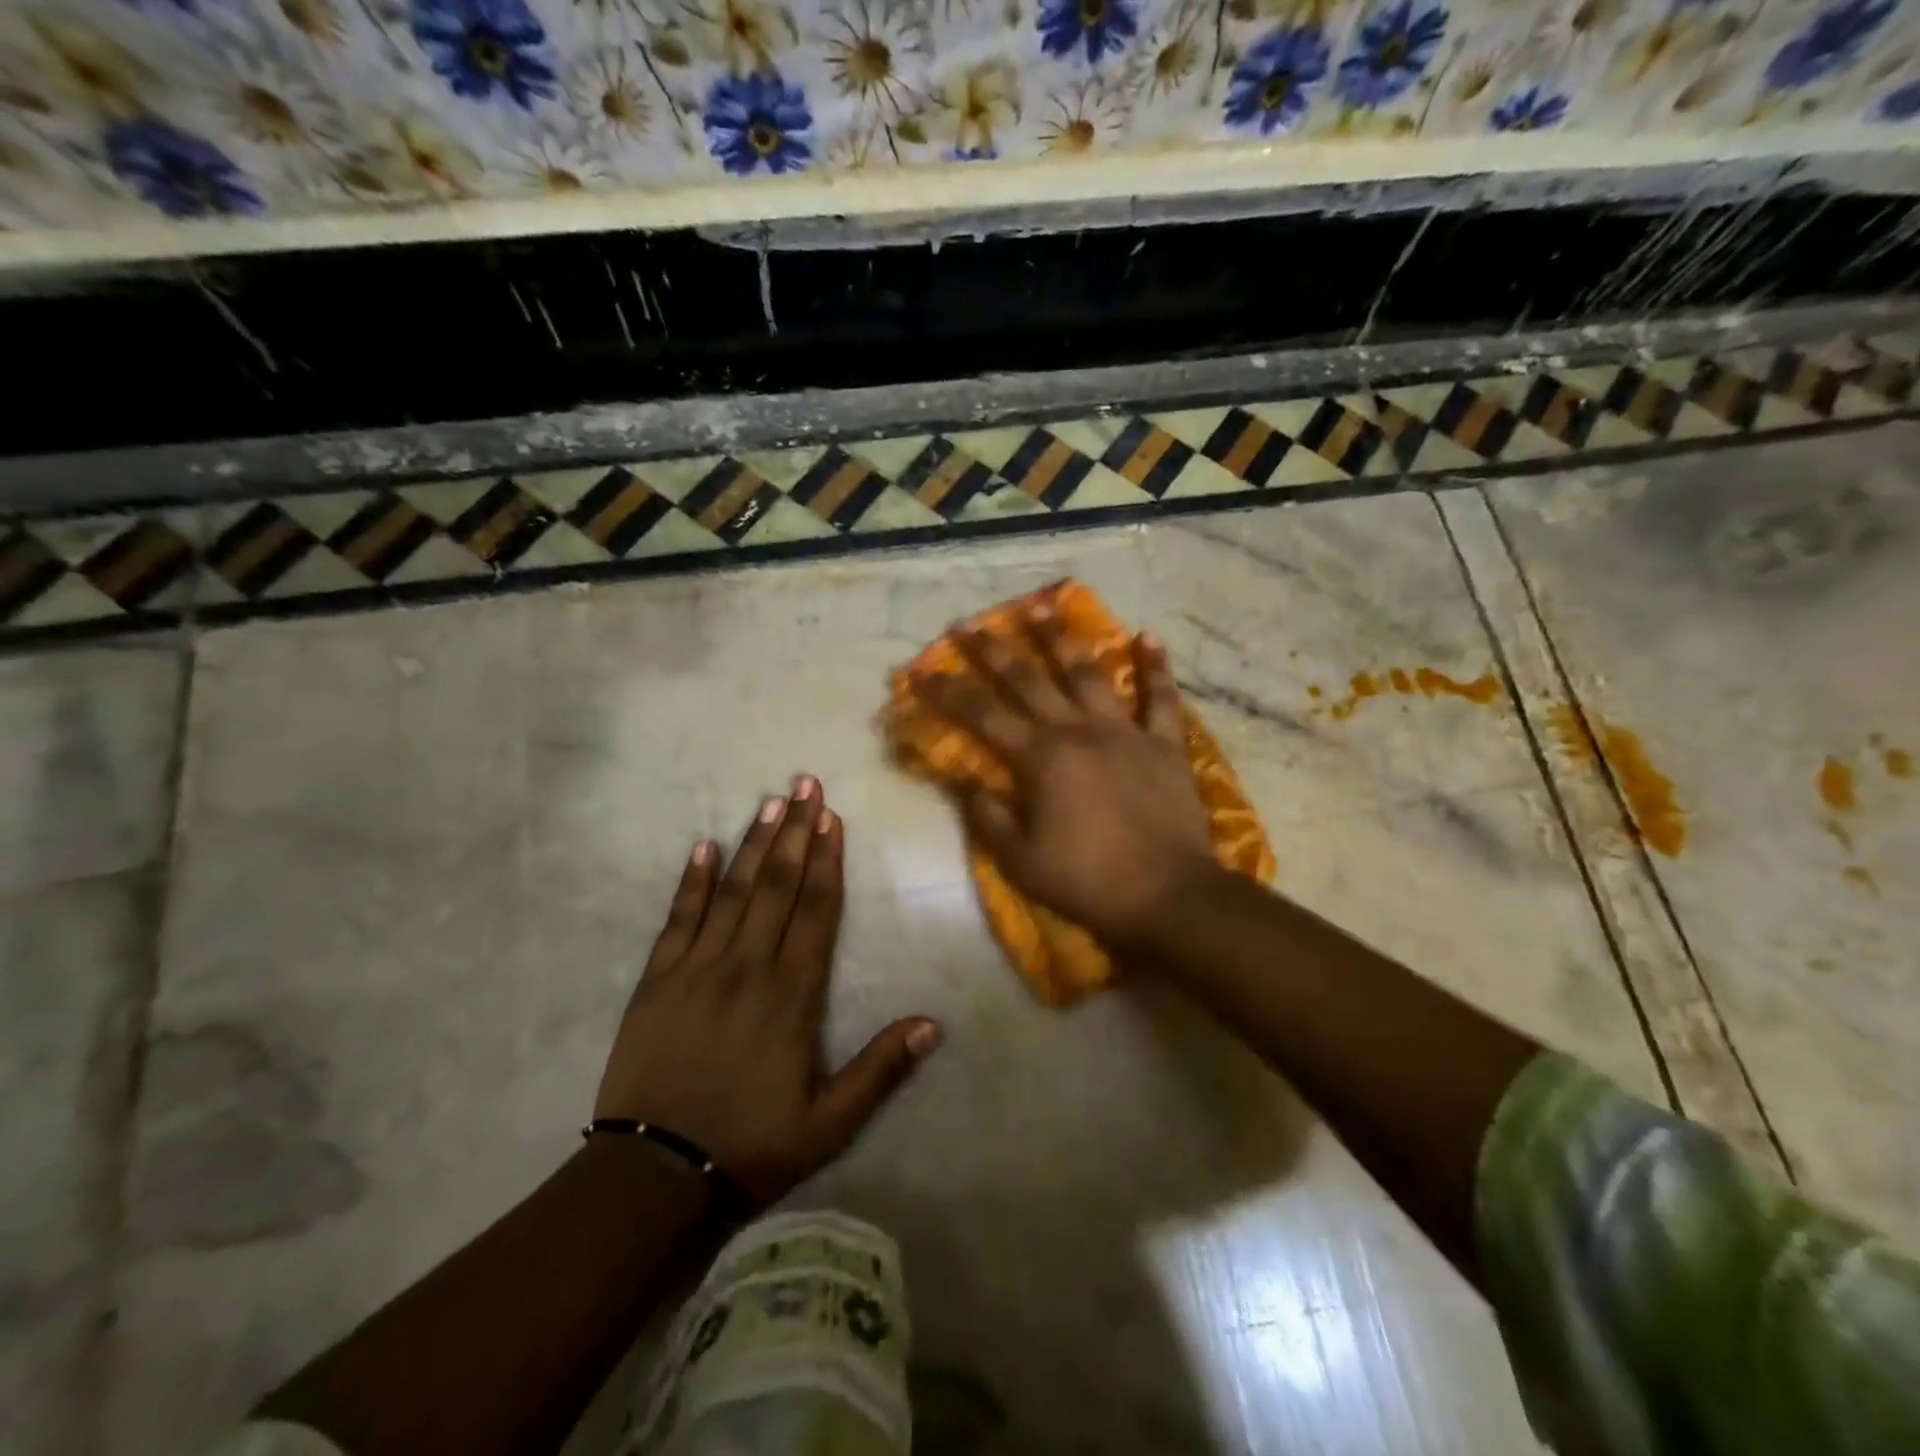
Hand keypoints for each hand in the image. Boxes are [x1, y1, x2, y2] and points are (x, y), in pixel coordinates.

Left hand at [594, 779, 940, 1208]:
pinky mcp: (657, 980)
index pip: (816, 910)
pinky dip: (692, 881)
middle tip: (804, 783)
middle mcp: (748, 967)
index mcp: (792, 994)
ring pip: (732, 891)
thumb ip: (880, 1069)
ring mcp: (697, 968)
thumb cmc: (750, 1146)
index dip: (827, 860)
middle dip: (794, 831)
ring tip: (769, 801)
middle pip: (776, 885)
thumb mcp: (830, 1122)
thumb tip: (934, 1024)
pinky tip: (702, 847)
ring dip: (753, 843)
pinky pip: (678, 919)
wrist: (653, 1177)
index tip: (832, 817)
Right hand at [909, 604, 1215, 949]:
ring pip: (1089, 674)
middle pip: (1029, 680)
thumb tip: (962, 782)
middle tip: (970, 623)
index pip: (982, 716)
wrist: (1169, 895)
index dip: (949, 692)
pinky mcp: (1165, 744)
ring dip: (1063, 639)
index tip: (922, 670)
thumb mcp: (1021, 860)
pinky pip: (1161, 699)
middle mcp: (1079, 731)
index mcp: (1040, 758)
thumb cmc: (1088, 881)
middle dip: (995, 650)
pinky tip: (1148, 636)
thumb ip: (987, 816)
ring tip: (1044, 605)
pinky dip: (1156, 668)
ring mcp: (1125, 732)